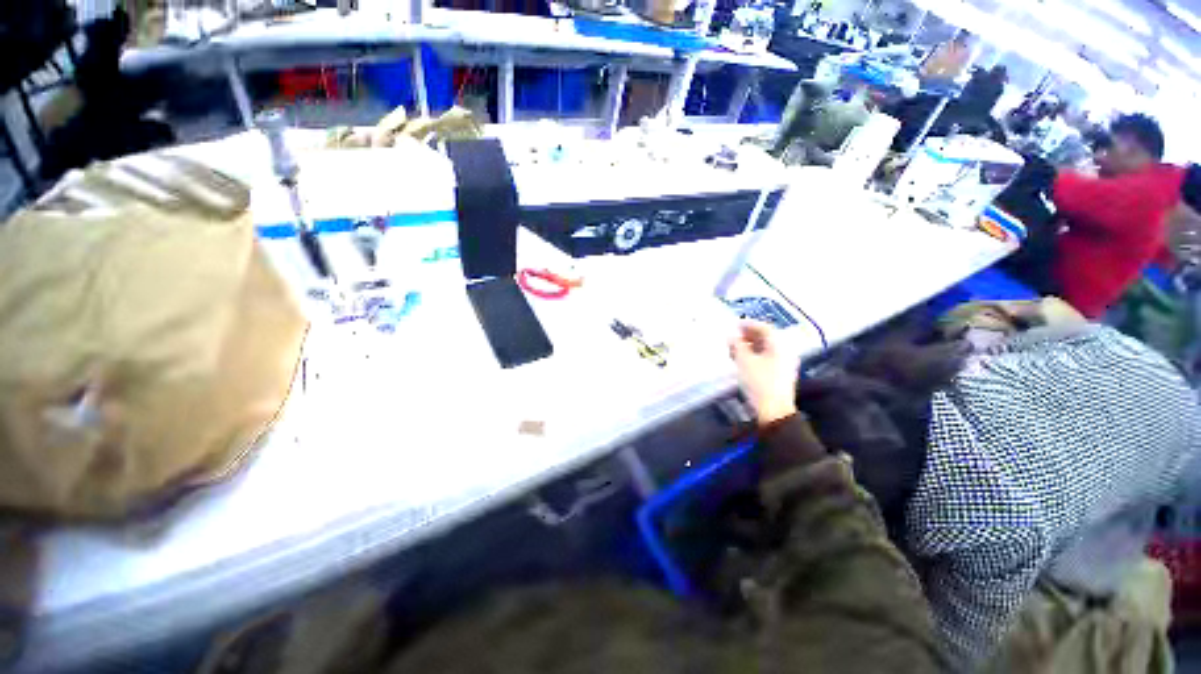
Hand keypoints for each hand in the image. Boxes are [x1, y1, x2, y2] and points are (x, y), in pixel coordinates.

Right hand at [729, 321, 798, 426]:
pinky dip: (754, 355)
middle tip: (733, 336)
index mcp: (779, 345)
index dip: (748, 324)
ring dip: (750, 345)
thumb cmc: (759, 383)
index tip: (734, 325)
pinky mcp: (780, 374)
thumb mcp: (744, 361)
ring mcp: (784, 364)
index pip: (765, 328)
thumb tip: (730, 334)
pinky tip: (742, 360)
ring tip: (734, 348)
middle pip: (766, 337)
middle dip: (748, 335)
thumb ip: (737, 345)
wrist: (773, 411)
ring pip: (766, 348)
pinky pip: (767, 358)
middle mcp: (785, 351)